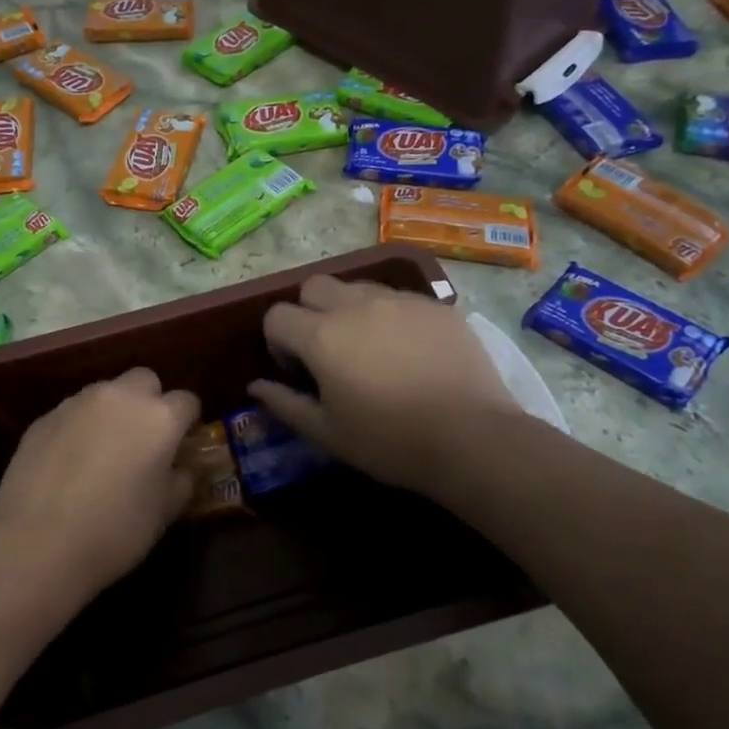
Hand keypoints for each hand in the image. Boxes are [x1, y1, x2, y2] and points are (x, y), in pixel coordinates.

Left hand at [0, 368, 198, 598]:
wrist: (37, 542)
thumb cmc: (115, 530)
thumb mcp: (164, 512)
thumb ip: (181, 480)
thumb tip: (180, 467)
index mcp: (159, 417)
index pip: (187, 401)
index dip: (188, 422)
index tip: (182, 445)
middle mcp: (120, 397)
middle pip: (145, 381)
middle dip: (150, 402)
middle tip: (144, 439)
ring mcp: (78, 403)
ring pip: (106, 392)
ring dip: (113, 412)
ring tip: (104, 451)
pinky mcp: (44, 417)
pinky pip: (73, 412)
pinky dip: (79, 428)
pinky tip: (70, 463)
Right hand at [249, 277, 519, 497]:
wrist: (473, 438)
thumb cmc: (390, 441)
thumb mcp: (327, 433)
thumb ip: (285, 404)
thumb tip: (256, 386)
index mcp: (322, 336)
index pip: (277, 315)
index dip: (277, 342)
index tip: (297, 371)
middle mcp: (356, 305)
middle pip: (312, 286)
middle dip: (307, 312)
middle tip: (326, 351)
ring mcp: (399, 301)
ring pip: (356, 287)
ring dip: (347, 309)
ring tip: (368, 348)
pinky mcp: (435, 306)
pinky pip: (397, 298)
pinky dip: (388, 316)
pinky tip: (407, 351)